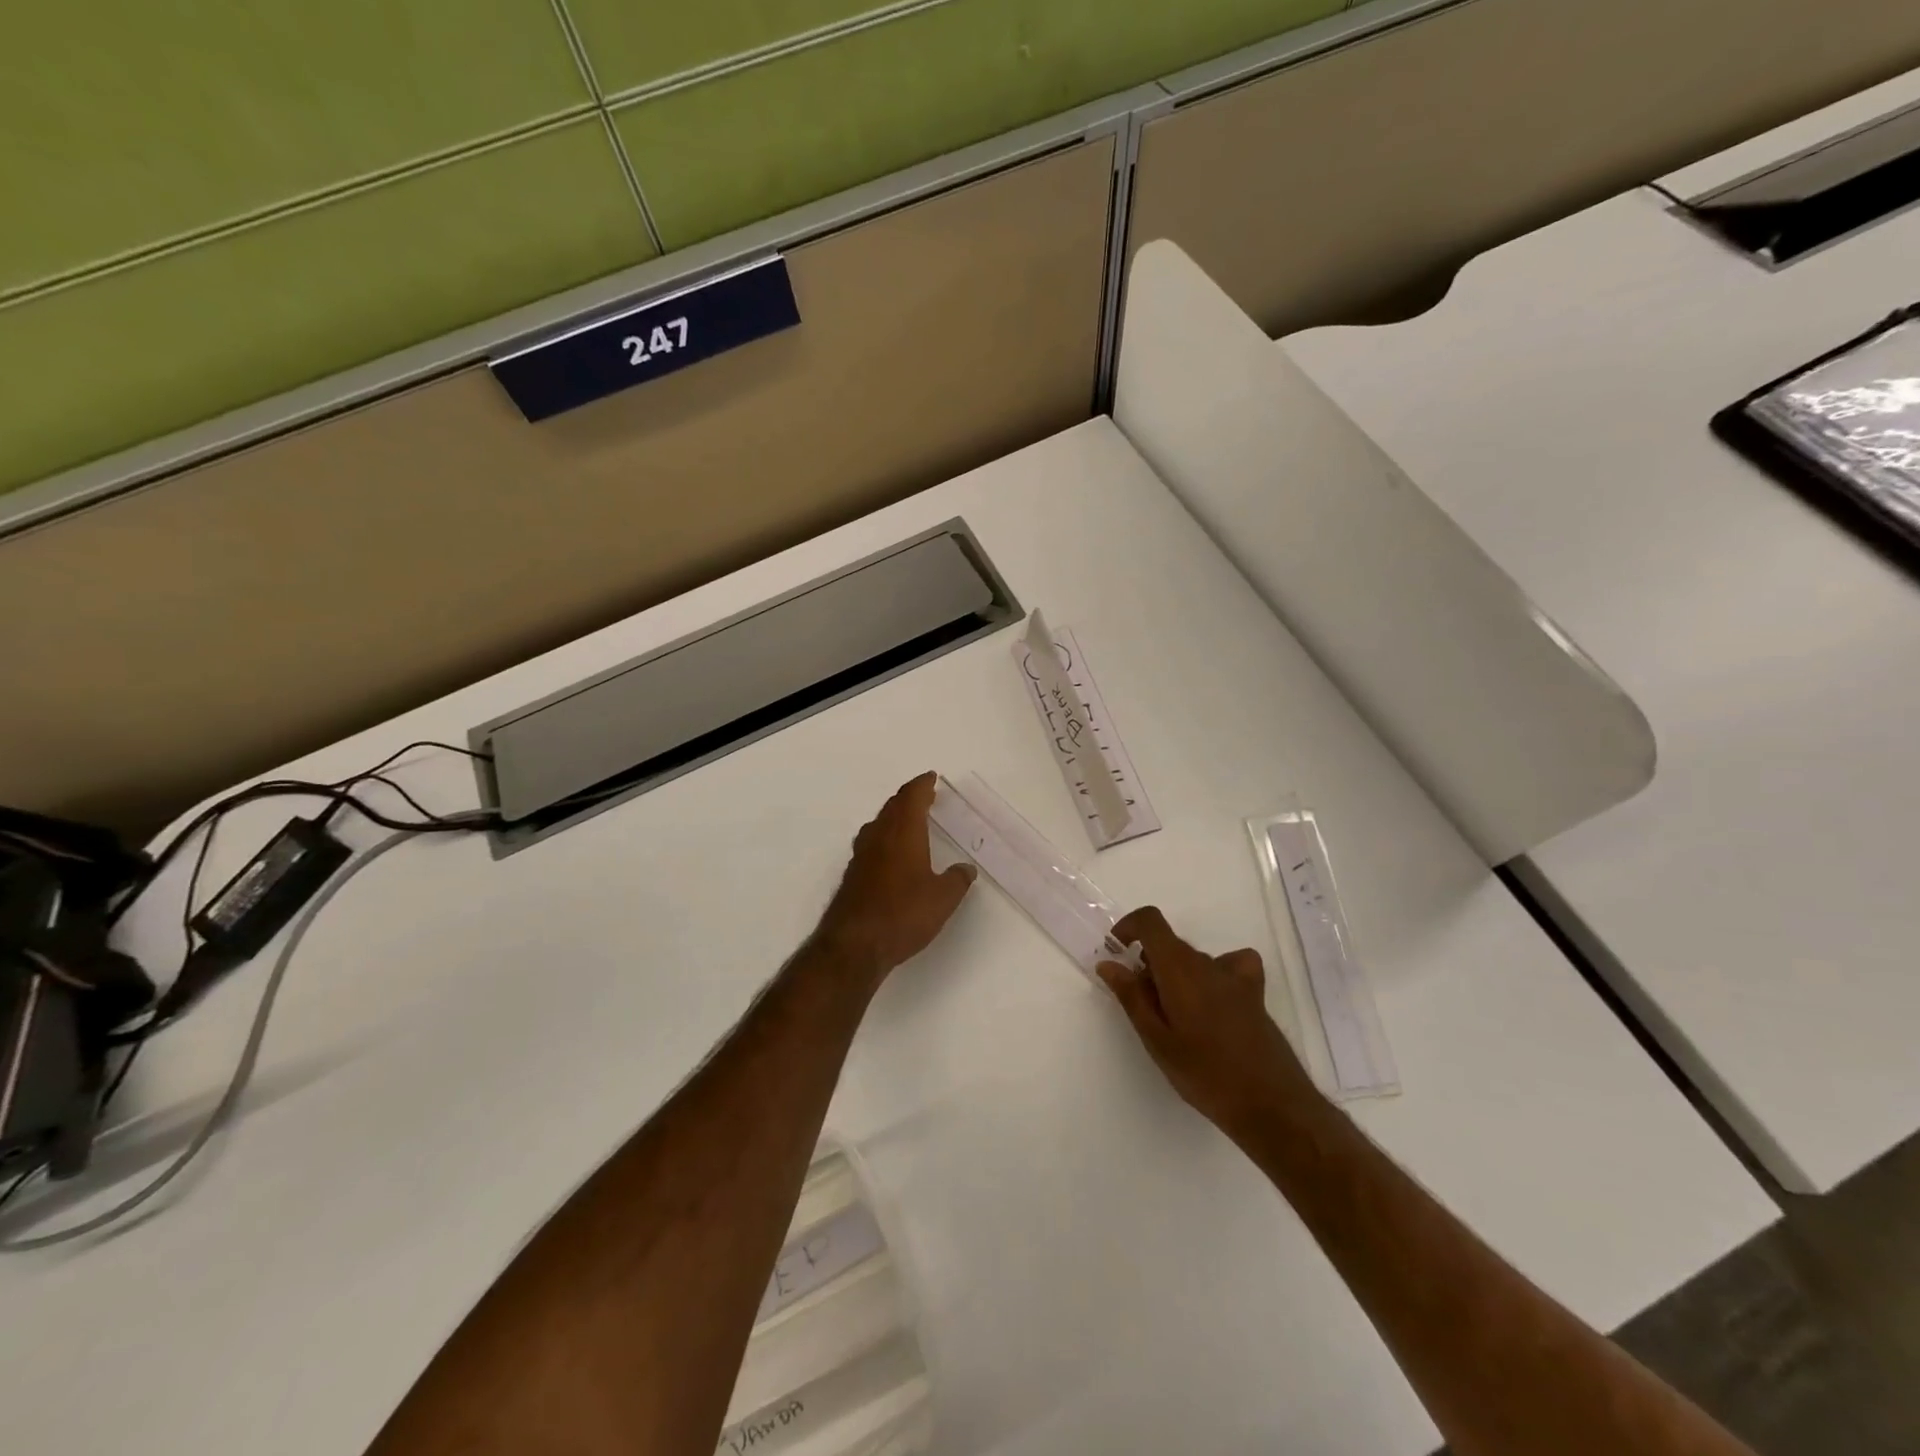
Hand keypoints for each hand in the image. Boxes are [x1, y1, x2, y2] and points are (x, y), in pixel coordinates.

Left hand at [814, 773, 976, 985]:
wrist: (854, 944)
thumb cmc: (903, 914)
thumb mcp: (943, 899)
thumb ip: (957, 880)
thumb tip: (966, 869)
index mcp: (903, 832)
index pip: (912, 797)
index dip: (922, 785)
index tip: (931, 777)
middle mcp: (879, 837)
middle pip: (893, 806)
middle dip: (909, 798)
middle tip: (925, 796)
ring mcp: (862, 855)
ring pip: (879, 824)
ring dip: (894, 816)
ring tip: (909, 820)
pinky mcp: (853, 875)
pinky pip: (871, 843)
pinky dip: (884, 837)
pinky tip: (891, 853)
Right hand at [1098, 907, 1316, 1140]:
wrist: (1271, 1105)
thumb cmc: (1205, 1074)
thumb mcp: (1157, 1040)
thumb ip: (1131, 997)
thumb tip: (1108, 963)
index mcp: (1179, 968)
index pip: (1151, 921)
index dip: (1129, 927)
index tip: (1117, 952)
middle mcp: (1207, 963)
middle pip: (1170, 944)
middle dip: (1148, 964)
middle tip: (1143, 1007)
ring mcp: (1234, 976)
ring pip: (1194, 960)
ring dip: (1176, 976)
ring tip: (1176, 1019)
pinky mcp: (1253, 993)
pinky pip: (1231, 966)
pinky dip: (1216, 972)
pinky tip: (1214, 999)